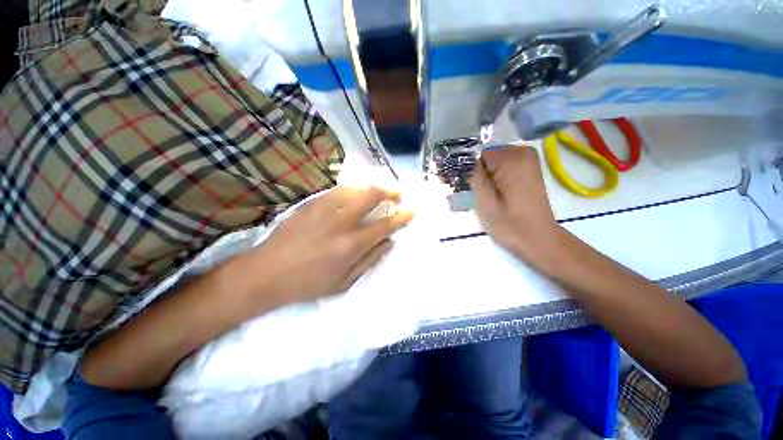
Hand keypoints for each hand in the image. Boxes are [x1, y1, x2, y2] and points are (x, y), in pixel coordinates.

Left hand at [234, 186, 413, 309]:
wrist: (266, 272)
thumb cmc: (308, 283)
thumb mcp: (344, 282)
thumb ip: (370, 260)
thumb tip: (389, 242)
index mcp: (352, 245)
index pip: (385, 225)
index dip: (402, 217)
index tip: (411, 211)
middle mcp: (341, 221)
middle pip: (372, 195)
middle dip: (390, 191)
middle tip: (397, 193)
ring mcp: (324, 208)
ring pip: (356, 188)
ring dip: (372, 188)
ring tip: (378, 193)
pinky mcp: (311, 203)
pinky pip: (338, 190)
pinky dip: (353, 190)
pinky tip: (355, 195)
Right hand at [470, 145, 562, 271]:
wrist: (538, 239)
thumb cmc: (510, 225)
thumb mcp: (485, 202)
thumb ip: (473, 176)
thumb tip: (459, 159)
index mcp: (512, 158)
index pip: (476, 154)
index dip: (465, 169)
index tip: (459, 186)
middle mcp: (522, 151)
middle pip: (483, 156)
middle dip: (473, 173)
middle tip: (469, 194)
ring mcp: (527, 159)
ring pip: (490, 162)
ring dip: (482, 177)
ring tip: (480, 196)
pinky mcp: (527, 168)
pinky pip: (500, 166)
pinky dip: (492, 177)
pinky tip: (490, 193)